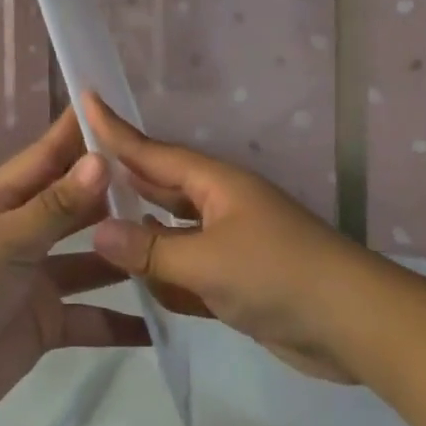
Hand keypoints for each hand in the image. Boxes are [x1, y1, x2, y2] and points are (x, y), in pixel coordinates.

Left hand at [0, 109, 149, 425]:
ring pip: (93, 260)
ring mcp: (39, 279)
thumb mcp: (6, 240)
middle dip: (118, 192)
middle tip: (174, 177)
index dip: (82, 132)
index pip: (50, 155)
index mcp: (6, 201)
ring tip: (180, 242)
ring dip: (126, 254)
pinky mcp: (49, 322)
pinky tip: (165, 322)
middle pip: (78, 205)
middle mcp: (26, 232)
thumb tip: (101, 158)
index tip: (124, 107)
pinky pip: (93, 317)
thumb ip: (57, 205)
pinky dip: (122, 322)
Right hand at [83, 93, 395, 383]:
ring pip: (172, 231)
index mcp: (216, 184)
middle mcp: (220, 206)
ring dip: (141, 232)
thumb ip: (152, 249)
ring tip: (92, 227)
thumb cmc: (278, 275)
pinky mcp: (236, 281)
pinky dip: (165, 274)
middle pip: (161, 188)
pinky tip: (137, 281)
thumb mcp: (208, 261)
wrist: (353, 325)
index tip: (85, 101)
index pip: (153, 153)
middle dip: (122, 182)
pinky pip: (188, 269)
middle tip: (73, 172)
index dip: (116, 131)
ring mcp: (230, 244)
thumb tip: (99, 231)